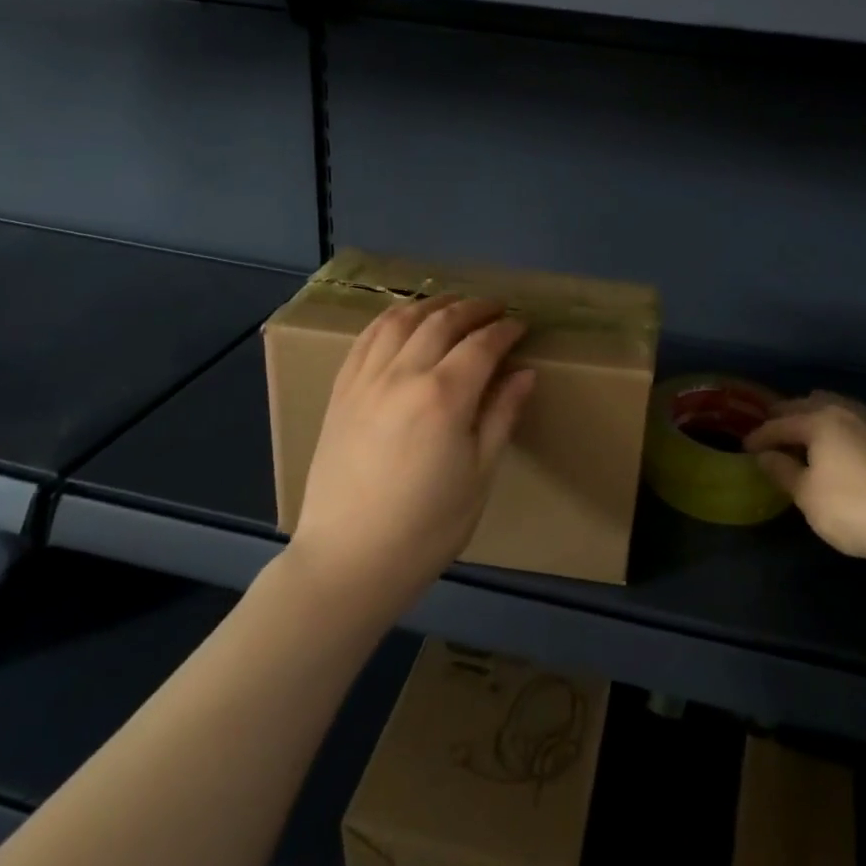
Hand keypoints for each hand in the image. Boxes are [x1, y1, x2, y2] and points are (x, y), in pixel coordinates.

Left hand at [288, 296, 534, 615]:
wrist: (349, 561)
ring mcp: (365, 380)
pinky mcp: (341, 393)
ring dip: (431, 304)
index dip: (505, 330)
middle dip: (474, 309)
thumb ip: (501, 416)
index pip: (482, 345)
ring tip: (452, 304)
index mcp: (444, 396)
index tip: (521, 325)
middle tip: (495, 309)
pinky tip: (402, 320)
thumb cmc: (427, 527)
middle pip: (442, 322)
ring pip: (400, 321)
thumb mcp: (479, 476)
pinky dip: (389, 319)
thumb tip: (525, 373)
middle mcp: (403, 375)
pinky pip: (365, 339)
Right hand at [745, 392, 865, 564]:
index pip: (781, 423)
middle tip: (769, 430)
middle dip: (786, 416)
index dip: (760, 435)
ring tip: (801, 430)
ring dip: (813, 415)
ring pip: (834, 407)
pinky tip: (834, 443)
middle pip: (808, 405)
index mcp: (819, 420)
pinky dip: (834, 425)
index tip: (745, 447)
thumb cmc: (851, 507)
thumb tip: (765, 455)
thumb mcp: (807, 494)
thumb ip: (783, 471)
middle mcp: (844, 413)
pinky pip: (851, 421)